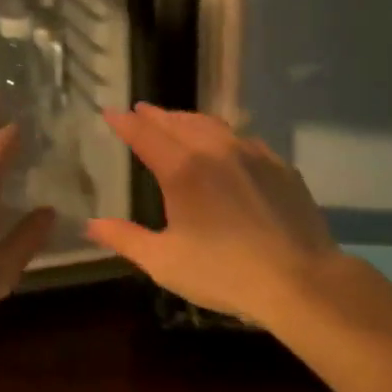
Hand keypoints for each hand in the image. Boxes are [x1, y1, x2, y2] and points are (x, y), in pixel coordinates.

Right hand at [86, 104, 341, 322]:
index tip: (110, 112)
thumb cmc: (225, 273)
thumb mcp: (165, 261)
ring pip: (212, 125)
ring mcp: (252, 154)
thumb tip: (90, 224)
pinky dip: (222, 135)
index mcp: (182, 169)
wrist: (301, 280)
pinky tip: (224, 146)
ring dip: (188, 120)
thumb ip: (125, 238)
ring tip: (176, 121)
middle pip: (178, 122)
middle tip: (140, 111)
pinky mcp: (279, 166)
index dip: (125, 122)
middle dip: (155, 115)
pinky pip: (242, 139)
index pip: (145, 134)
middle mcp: (215, 149)